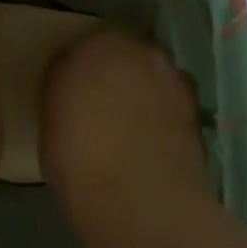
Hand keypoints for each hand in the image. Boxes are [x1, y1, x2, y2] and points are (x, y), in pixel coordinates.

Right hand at [40, 28, 209, 231]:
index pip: (81, 46)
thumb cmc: (78, 160)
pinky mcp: (196, 109)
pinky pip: (171, 101)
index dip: (77, 68)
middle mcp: (139, 50)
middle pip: (123, 53)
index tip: (71, 90)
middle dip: (115, 71)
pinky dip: (164, 113)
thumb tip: (72, 88)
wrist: (140, 202)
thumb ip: (63, 91)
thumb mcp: (50, 123)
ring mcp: (172, 78)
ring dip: (143, 89)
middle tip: (102, 102)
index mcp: (95, 45)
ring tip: (132, 123)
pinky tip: (152, 139)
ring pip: (152, 74)